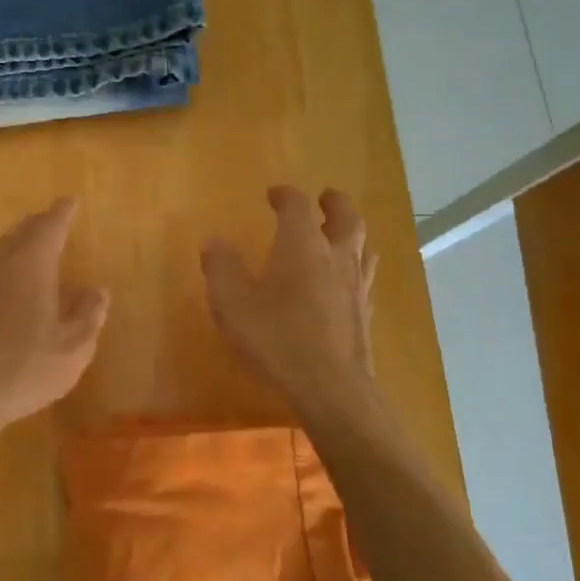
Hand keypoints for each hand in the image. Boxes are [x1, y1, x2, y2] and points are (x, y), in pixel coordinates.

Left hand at [0, 198, 109, 439]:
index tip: (71, 201)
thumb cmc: (25, 368)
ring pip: (2, 247)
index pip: (50, 226)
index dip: (62, 213)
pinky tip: (9, 279)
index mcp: (32, 264)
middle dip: (41, 223)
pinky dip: (5, 261)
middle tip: (55, 219)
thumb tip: (98, 290)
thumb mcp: (73, 347)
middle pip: (22, 231)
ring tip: (34, 243)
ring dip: (20, 240)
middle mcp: (2, 262)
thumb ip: (89, 315)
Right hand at [202, 187, 378, 410]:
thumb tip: (214, 242)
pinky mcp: (364, 315)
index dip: (285, 195)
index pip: (297, 206)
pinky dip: (355, 271)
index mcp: (302, 245)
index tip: (274, 194)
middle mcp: (336, 257)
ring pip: (363, 247)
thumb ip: (221, 267)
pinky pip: (364, 280)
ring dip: (352, 233)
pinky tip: (346, 284)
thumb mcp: (232, 301)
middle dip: (334, 203)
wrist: (330, 387)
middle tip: (325, 197)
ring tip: (341, 234)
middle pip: (346, 218)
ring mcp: (356, 286)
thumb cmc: (276, 337)